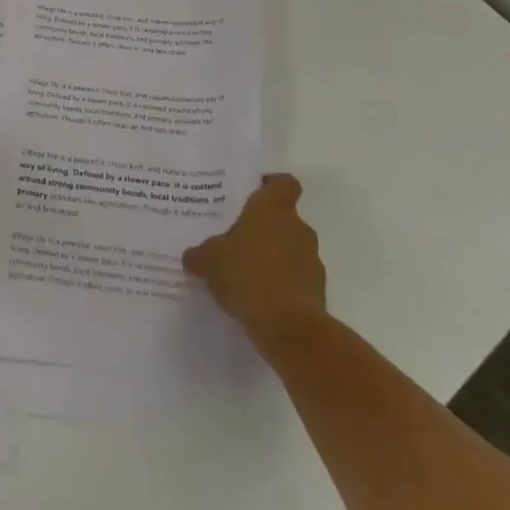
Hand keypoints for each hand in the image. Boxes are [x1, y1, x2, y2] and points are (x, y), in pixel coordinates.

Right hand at [182, 173, 327, 352]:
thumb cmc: (246, 275)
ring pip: (291, 250)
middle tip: (238, 241)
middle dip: (264, 230)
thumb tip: (192, 257)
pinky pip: (296, 279)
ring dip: (274, 259)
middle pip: (284, 219)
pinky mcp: (317, 291)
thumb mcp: (209, 261)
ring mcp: (311, 260)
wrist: (289, 327)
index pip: (283, 183)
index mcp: (272, 209)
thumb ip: (201, 255)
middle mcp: (297, 228)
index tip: (256, 193)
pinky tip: (260, 300)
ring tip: (247, 276)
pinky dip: (282, 285)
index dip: (272, 186)